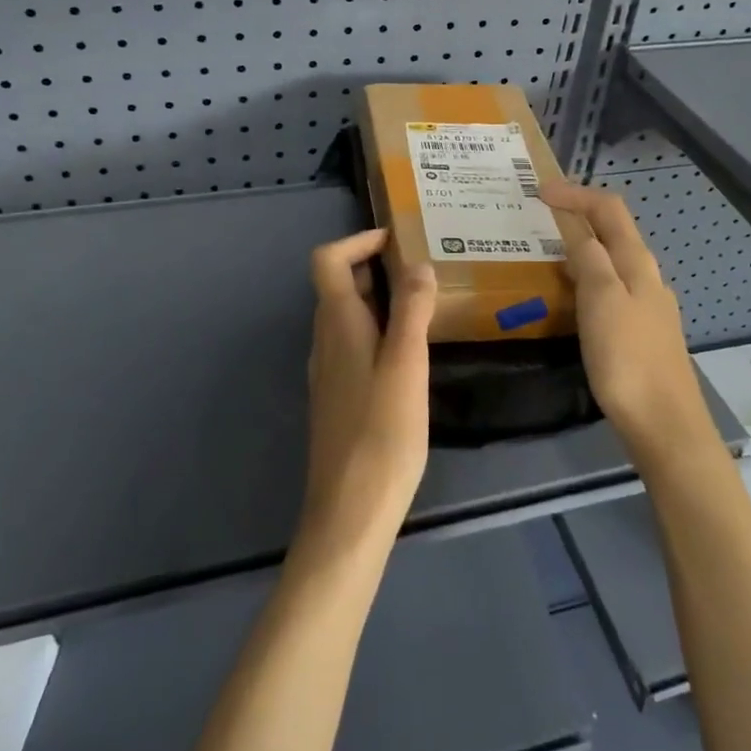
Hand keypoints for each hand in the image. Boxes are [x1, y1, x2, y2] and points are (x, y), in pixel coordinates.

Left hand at [299, 229, 438, 554]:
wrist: (350, 510)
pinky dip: (379, 330)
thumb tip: (417, 264)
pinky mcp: (339, 397)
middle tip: (422, 267)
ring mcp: (329, 372)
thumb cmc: (381, 433)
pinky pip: (354, 345)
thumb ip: (412, 311)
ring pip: (347, 317)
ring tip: (424, 303)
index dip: (357, 242)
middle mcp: (325, 341)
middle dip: (375, 267)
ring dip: (379, 299)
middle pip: (338, 286)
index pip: (328, 261)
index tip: (397, 239)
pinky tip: (411, 352)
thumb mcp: (406, 365)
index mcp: (337, 325)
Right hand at [538, 182, 711, 461]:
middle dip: (579, 214)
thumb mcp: (602, 301)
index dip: (575, 194)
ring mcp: (646, 305)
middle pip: (613, 231)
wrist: (663, 424)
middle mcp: (645, 277)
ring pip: (611, 260)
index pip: (608, 210)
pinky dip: (586, 275)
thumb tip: (578, 224)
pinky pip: (609, 287)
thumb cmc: (628, 359)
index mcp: (637, 264)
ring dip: (581, 245)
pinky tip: (570, 294)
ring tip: (547, 250)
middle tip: (539, 214)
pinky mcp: (640, 331)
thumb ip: (591, 258)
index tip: (538, 190)